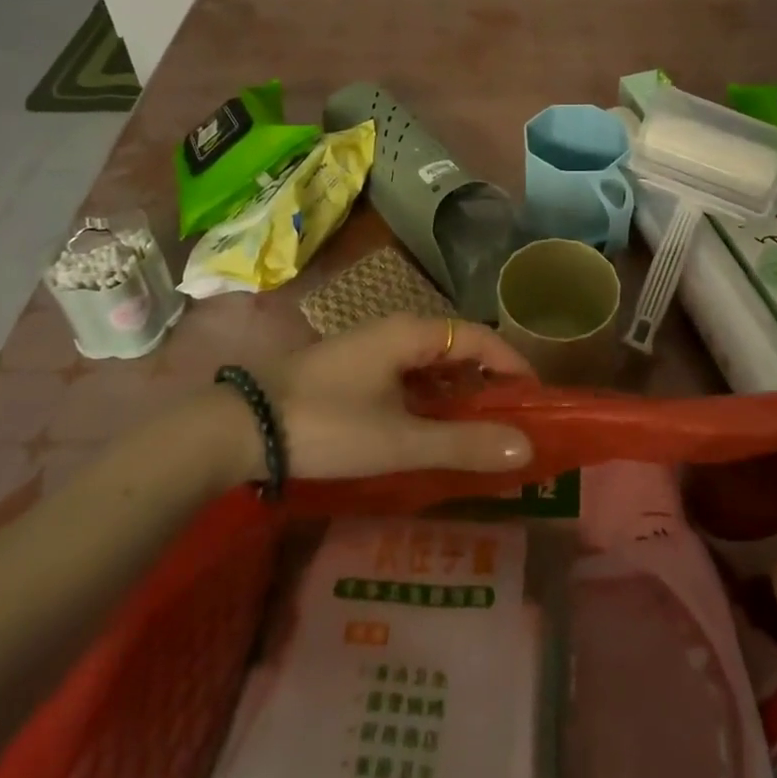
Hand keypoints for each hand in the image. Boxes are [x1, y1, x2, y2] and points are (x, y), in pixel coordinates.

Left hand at [248, 315, 535, 480]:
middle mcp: (394, 330)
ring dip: (457, 391)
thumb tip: (527, 446)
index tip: (536, 398)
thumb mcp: (400, 440)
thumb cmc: (327, 425)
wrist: (240, 427)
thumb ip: (464, 442)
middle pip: (457, 347)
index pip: (480, 337)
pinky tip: (429, 429)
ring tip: (478, 430)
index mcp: (411, 333)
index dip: (512, 364)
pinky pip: (406, 376)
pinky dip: (429, 398)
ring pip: (430, 363)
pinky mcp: (352, 370)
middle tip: (512, 421)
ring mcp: (370, 349)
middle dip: (487, 381)